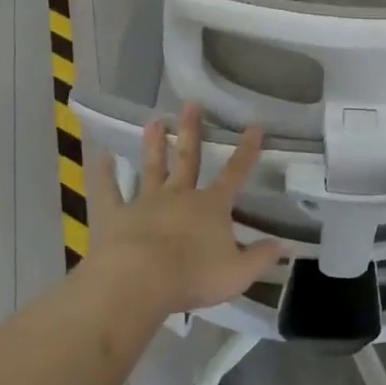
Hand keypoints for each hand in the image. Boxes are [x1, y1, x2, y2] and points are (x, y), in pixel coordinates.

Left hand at [89, 101, 284, 314]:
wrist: (141, 280)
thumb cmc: (193, 276)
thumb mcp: (238, 272)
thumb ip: (261, 257)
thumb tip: (284, 245)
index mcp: (211, 206)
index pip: (234, 174)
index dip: (246, 151)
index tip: (254, 127)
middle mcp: (179, 196)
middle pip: (188, 158)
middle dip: (192, 131)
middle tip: (191, 105)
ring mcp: (146, 202)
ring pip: (152, 168)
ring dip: (154, 145)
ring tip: (155, 121)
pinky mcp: (116, 215)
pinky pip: (109, 191)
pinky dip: (105, 174)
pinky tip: (101, 157)